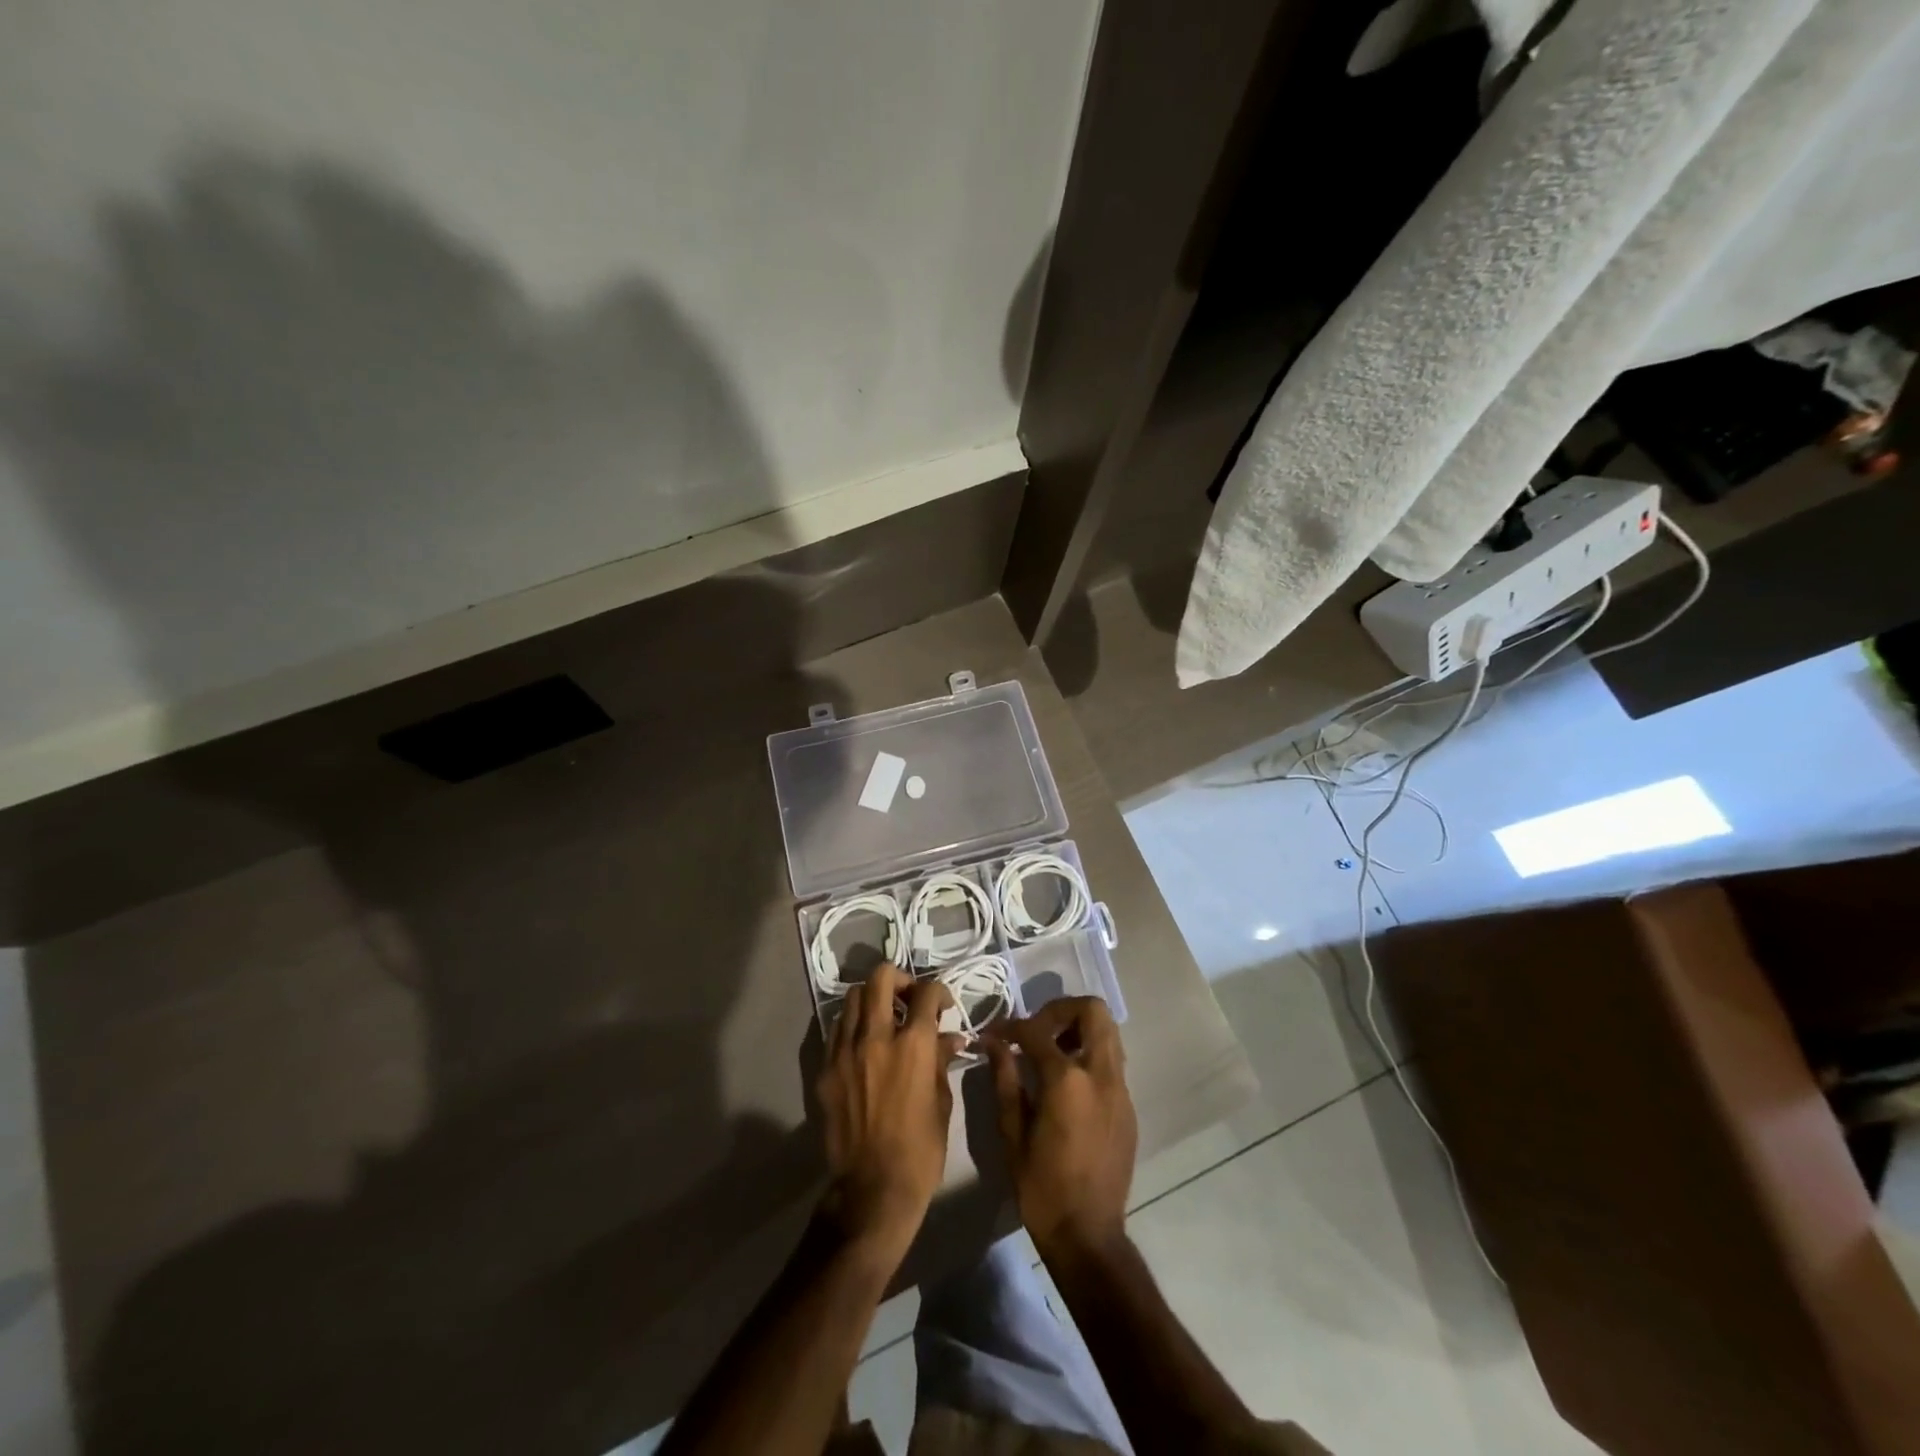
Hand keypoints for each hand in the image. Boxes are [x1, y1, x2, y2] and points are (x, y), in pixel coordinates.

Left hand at [816, 964, 960, 1263]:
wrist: (872, 1190)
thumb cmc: (921, 1150)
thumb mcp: (942, 1102)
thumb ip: (942, 1061)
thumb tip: (950, 1038)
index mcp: (914, 1046)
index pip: (927, 993)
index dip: (939, 992)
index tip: (942, 1005)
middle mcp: (877, 1037)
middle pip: (881, 978)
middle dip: (900, 979)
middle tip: (909, 998)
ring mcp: (846, 1051)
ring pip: (853, 997)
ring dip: (872, 998)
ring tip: (884, 1017)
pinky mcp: (826, 1069)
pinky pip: (837, 1029)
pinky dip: (853, 1024)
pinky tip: (864, 1042)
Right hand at [985, 997, 1136, 1258]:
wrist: (1088, 1235)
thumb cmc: (1041, 1187)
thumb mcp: (1012, 1132)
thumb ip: (1005, 1078)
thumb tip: (994, 1043)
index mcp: (1067, 1080)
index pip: (1037, 1031)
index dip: (1011, 1027)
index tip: (995, 1034)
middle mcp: (1101, 1074)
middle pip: (1092, 1011)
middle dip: (1061, 1010)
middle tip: (1036, 1029)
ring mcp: (1120, 1090)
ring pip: (1108, 1032)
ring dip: (1079, 1029)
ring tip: (1051, 1051)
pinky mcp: (1128, 1107)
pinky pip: (1112, 1061)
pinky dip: (1090, 1054)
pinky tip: (1067, 1082)